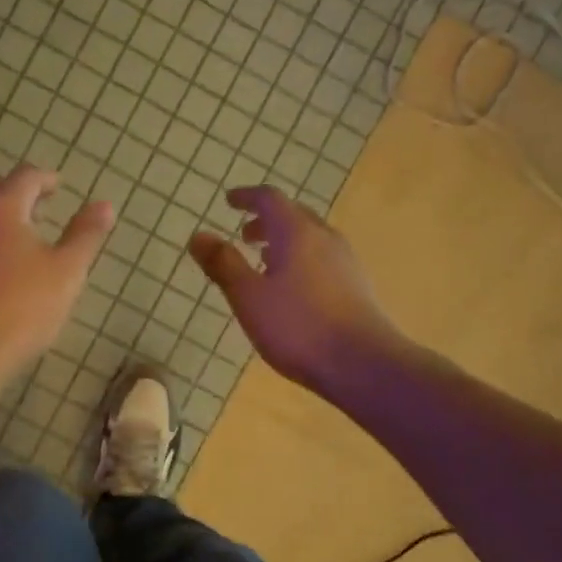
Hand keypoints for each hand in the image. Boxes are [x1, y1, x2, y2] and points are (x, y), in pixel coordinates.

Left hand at [0, 165, 113, 380]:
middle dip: (17, 194)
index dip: (45, 178)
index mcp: (2, 209)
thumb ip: (85, 235)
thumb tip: (104, 205)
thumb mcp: (67, 272)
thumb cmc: (22, 308)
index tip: (58, 186)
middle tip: (39, 211)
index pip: (25, 176)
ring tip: (19, 244)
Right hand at [189, 185, 402, 391]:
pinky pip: (322, 258)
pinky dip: (299, 259)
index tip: (229, 201)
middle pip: (293, 214)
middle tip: (244, 235)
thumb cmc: (298, 327)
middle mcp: (324, 238)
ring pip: (310, 237)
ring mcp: (345, 262)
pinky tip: (291, 289)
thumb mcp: (249, 296)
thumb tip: (198, 235)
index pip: (270, 199)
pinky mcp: (355, 286)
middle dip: (266, 219)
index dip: (247, 196)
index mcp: (296, 233)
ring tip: (263, 262)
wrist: (363, 365)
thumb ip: (223, 264)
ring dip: (284, 241)